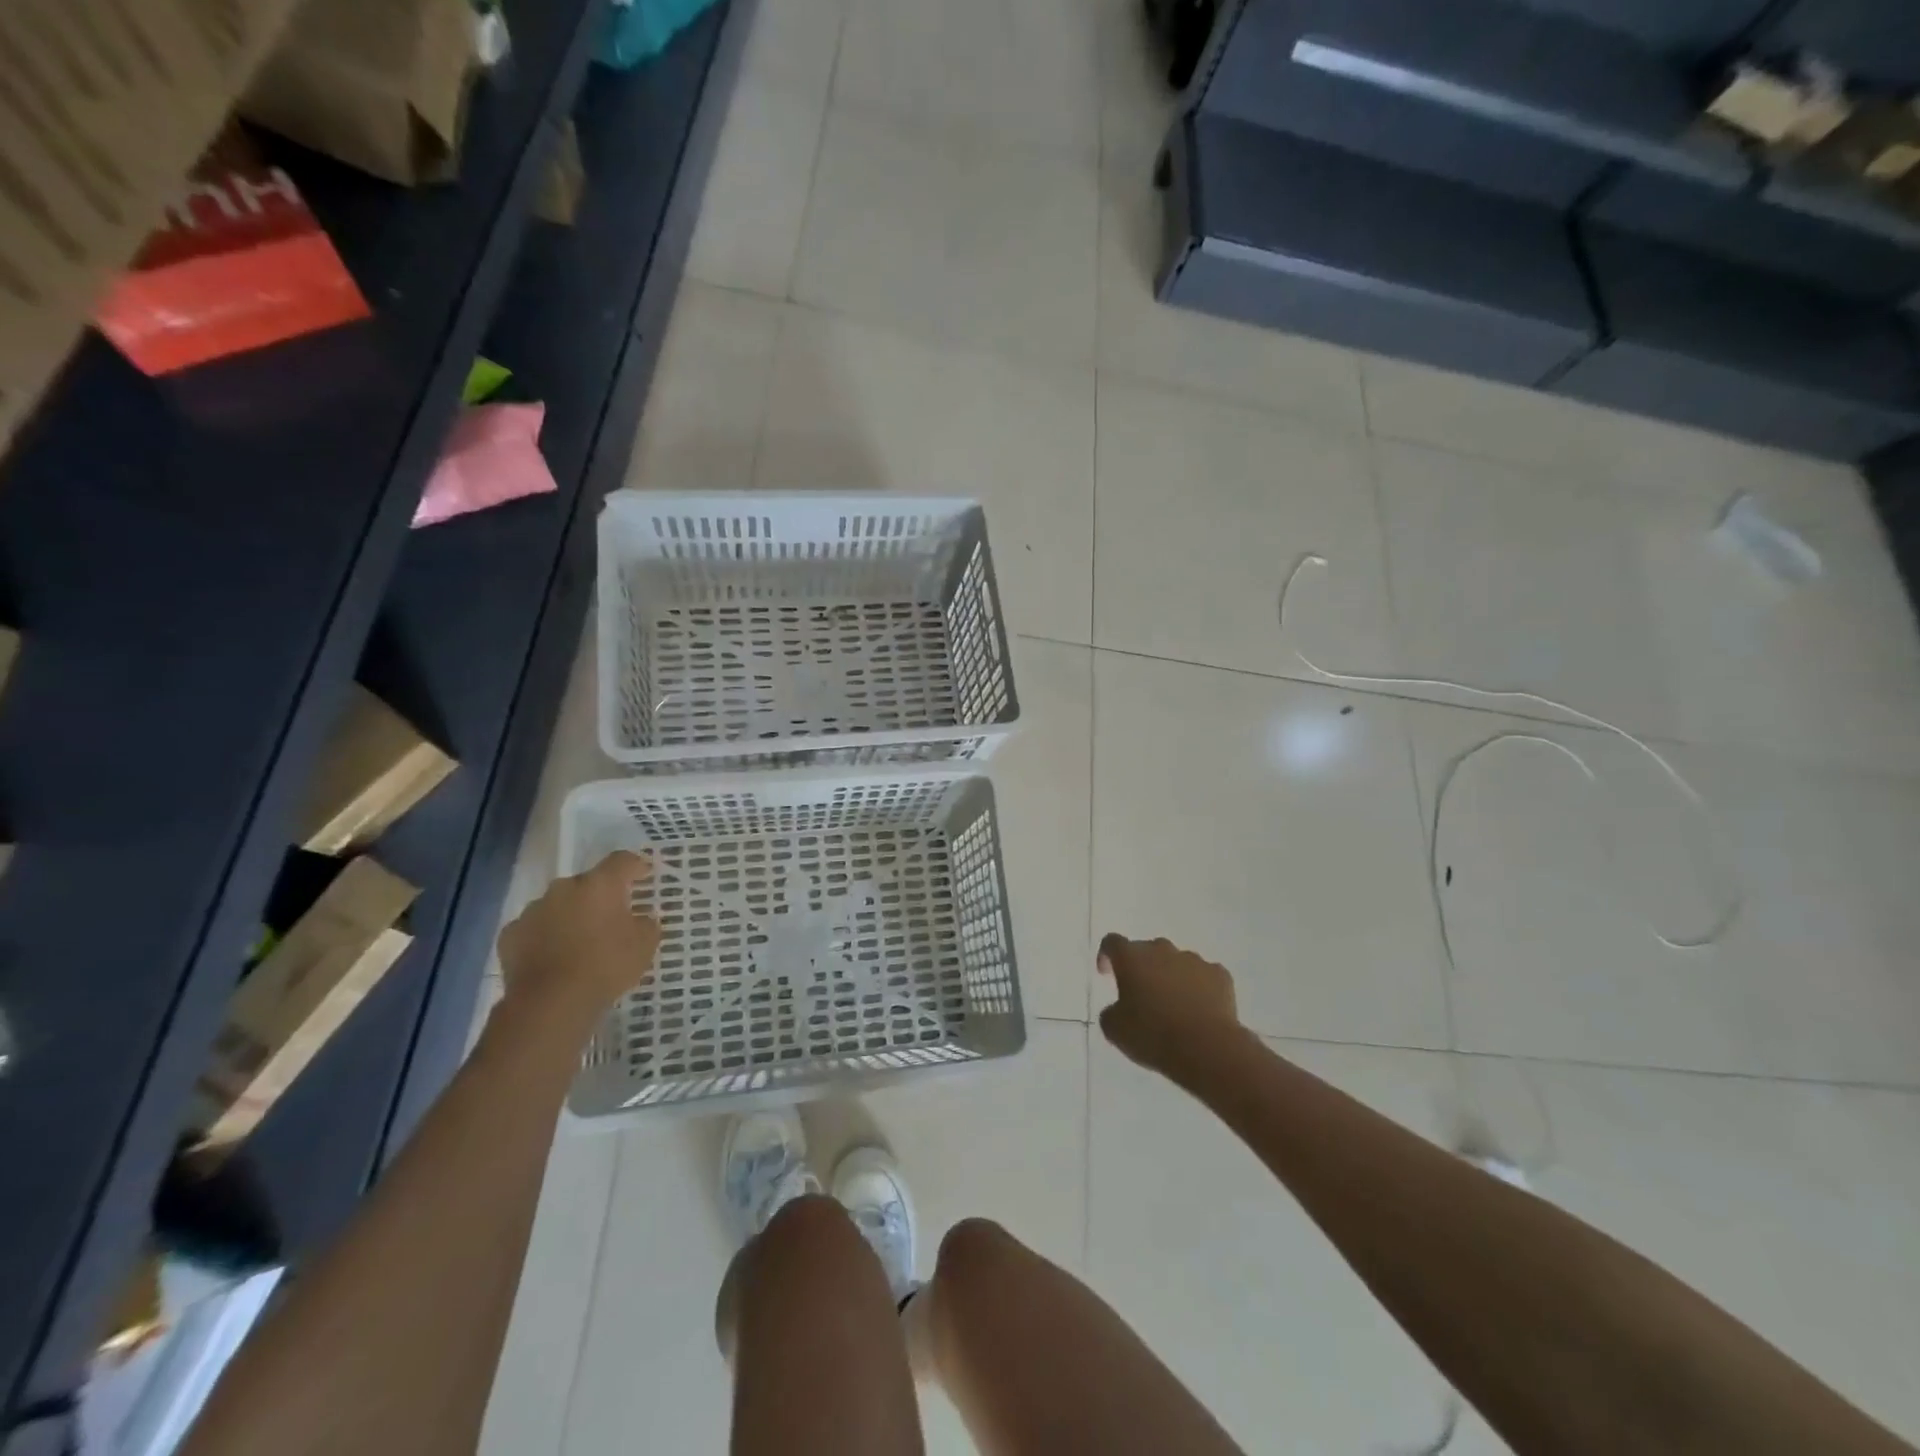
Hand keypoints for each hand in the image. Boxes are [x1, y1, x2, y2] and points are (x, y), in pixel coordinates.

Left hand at [498, 851, 660, 1020]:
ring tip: (580, 941)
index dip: (635, 866)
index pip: (622, 861)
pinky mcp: (510, 935)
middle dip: (599, 896)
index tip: (644, 875)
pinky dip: (545, 936)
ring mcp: (533, 910)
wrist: (550, 1003)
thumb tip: (641, 918)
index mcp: (600, 884)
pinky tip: (553, 957)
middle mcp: (564, 888)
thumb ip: (646, 924)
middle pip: (587, 883)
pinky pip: (534, 928)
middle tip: (611, 917)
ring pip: (558, 905)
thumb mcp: (645, 945)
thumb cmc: (606, 966)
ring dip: (570, 915)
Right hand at [1096, 934, 1245, 1083]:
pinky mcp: (1220, 975)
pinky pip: (1204, 976)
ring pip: (1177, 962)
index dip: (1107, 956)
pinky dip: (1199, 987)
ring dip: (1171, 977)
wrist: (1207, 1048)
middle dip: (1142, 968)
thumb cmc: (1153, 1035)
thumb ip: (1111, 1011)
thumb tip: (1119, 1008)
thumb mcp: (1115, 1030)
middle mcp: (1162, 950)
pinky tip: (1199, 1010)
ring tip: (1174, 1006)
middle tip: (1141, 994)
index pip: (1112, 943)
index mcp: (1132, 958)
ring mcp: (1194, 960)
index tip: (1107, 974)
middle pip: (1147, 950)